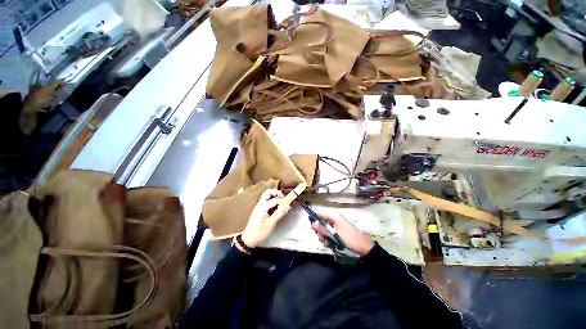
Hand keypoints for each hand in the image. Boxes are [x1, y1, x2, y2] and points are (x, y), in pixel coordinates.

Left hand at [241, 189, 290, 247]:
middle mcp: (260, 204)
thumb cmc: (259, 232)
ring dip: (274, 196)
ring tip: (281, 201)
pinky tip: (276, 207)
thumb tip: (287, 206)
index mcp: (262, 206)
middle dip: (276, 193)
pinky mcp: (259, 210)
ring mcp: (259, 206)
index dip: (283, 201)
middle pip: (268, 192)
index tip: (288, 206)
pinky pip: (266, 201)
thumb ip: (279, 213)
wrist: (249, 239)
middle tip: (283, 197)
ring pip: (267, 196)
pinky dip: (272, 201)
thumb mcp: (271, 223)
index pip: (275, 199)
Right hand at [311, 212, 373, 255]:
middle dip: (321, 231)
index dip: (316, 220)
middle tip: (322, 239)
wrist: (364, 248)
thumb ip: (323, 229)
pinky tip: (331, 244)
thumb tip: (313, 223)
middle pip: (323, 221)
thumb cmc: (349, 239)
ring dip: (325, 236)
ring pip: (326, 228)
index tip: (314, 229)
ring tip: (327, 243)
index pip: (321, 214)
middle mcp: (336, 219)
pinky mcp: (340, 231)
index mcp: (335, 216)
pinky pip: (331, 232)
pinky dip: (330, 238)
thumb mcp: (335, 235)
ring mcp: (339, 225)